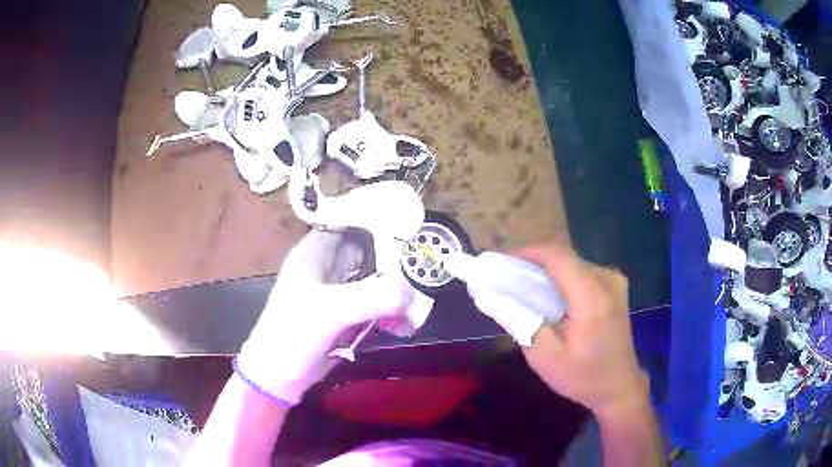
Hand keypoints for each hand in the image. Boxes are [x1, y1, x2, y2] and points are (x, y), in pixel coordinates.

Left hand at [235, 228, 414, 404]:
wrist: (280, 375)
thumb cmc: (295, 334)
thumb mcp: (332, 311)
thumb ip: (374, 296)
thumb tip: (413, 293)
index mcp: (316, 251)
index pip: (352, 219)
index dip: (380, 217)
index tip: (412, 224)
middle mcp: (329, 264)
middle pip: (371, 248)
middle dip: (397, 257)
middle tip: (426, 266)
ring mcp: (339, 289)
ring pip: (376, 276)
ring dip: (397, 288)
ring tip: (417, 302)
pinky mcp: (347, 312)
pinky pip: (376, 301)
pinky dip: (391, 309)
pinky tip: (404, 323)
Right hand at [513, 241, 648, 419]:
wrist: (619, 387)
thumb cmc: (583, 376)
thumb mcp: (544, 357)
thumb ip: (519, 322)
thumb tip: (490, 297)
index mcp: (592, 296)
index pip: (557, 256)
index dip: (526, 252)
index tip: (500, 262)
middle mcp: (607, 280)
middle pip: (564, 257)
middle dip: (533, 262)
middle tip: (506, 276)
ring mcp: (614, 282)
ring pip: (573, 263)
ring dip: (547, 270)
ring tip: (522, 285)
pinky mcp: (615, 288)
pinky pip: (582, 272)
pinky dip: (561, 278)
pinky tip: (548, 295)